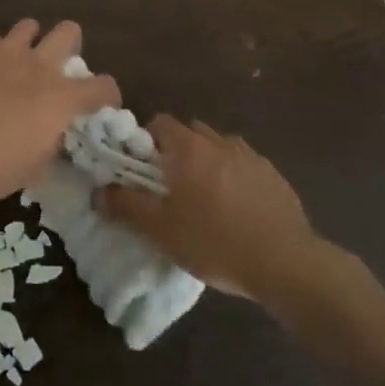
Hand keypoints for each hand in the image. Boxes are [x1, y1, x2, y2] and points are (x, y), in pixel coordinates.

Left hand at [0, 21, 119, 207]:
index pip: (103, 85)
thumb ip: (50, 145)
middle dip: (70, 46)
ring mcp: (6, 51)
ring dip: (31, 42)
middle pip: (69, 31)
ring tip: (21, 63)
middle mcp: (39, 65)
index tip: (101, 105)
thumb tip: (53, 137)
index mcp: (61, 98)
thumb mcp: (33, 170)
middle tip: (58, 70)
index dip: (107, 95)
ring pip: (30, 25)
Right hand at [98, 115, 338, 301]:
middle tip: (173, 188)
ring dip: (209, 164)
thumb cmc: (215, 241)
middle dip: (179, 152)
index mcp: (189, 147)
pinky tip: (239, 211)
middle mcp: (219, 141)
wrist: (285, 262)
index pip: (160, 123)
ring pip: (220, 148)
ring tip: (208, 201)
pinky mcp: (274, 175)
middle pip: (191, 133)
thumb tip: (99, 191)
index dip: (149, 142)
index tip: (146, 171)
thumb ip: (127, 206)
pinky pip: (245, 166)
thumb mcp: (162, 230)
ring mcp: (250, 156)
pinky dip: (236, 179)